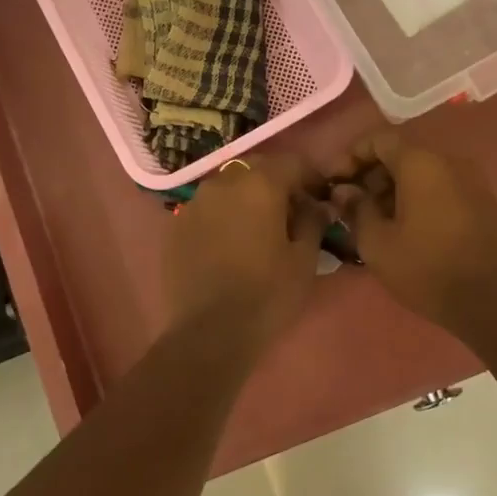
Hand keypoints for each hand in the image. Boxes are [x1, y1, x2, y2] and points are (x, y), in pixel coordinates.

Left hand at [164, 154, 324, 344]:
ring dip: (247, 198)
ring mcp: (194, 203)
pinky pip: (207, 209)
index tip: (320, 199)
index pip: (292, 163)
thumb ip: (313, 221)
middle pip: (256, 169)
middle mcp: (223, 183)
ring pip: (228, 187)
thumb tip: (319, 205)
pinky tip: (230, 244)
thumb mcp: (304, 259)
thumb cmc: (267, 294)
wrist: (209, 332)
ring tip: (259, 229)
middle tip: (291, 212)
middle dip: (277, 183)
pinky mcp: (175, 226)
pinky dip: (223, 216)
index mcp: (259, 184)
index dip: (311, 177)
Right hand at [327, 131, 496, 336]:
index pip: (378, 139)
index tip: (335, 183)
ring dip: (393, 188)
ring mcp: (470, 181)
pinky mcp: (482, 202)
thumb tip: (344, 191)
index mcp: (421, 163)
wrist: (489, 303)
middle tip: (351, 205)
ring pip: (421, 172)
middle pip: (400, 154)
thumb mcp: (376, 242)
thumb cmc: (425, 268)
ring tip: (374, 220)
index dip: (350, 156)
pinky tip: (404, 228)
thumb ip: (355, 208)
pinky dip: (417, 198)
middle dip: (371, 175)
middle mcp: (448, 162)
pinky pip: (440, 187)